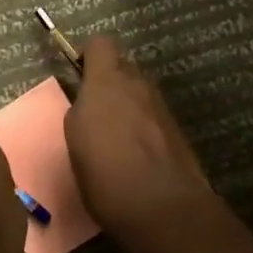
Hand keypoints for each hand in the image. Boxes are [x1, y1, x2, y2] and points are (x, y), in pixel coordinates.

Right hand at [65, 35, 211, 243]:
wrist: (164, 208)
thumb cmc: (106, 173)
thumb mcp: (75, 141)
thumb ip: (80, 111)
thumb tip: (87, 105)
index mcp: (107, 81)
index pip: (100, 43)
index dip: (88, 55)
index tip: (79, 76)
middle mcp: (138, 84)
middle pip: (122, 67)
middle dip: (110, 83)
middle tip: (96, 112)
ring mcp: (161, 106)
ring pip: (139, 93)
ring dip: (128, 105)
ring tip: (117, 139)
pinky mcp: (177, 129)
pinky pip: (153, 116)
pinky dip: (144, 127)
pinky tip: (137, 156)